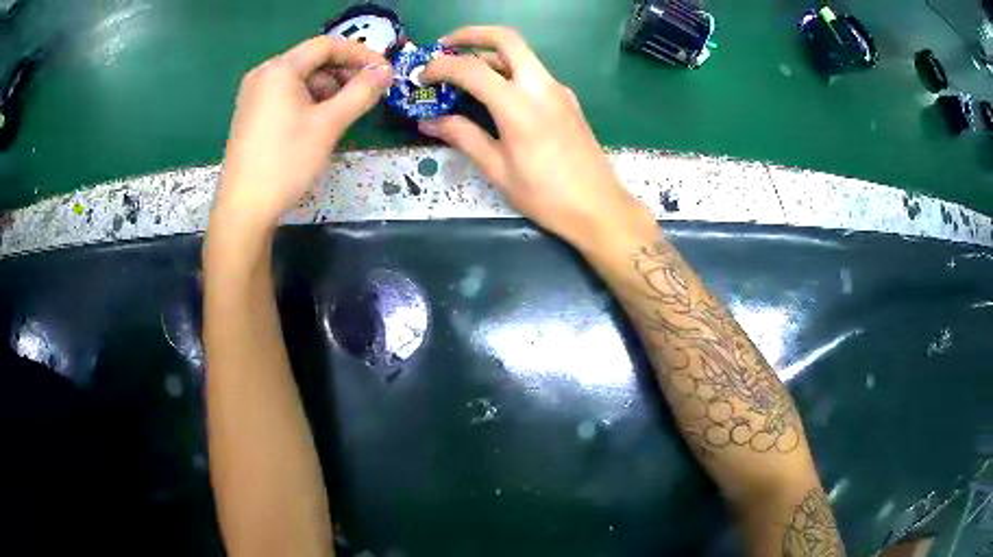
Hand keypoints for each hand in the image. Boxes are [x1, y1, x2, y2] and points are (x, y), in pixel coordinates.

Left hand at [215, 36, 392, 231]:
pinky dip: (308, 100)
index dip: (359, 53)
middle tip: (367, 92)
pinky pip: (286, 95)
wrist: (244, 209)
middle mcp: (263, 74)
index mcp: (279, 69)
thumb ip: (361, 92)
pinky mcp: (251, 114)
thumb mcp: (329, 125)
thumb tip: (386, 71)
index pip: (326, 45)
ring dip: (327, 88)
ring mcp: (254, 95)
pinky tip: (319, 121)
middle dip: (343, 72)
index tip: (383, 71)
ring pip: (300, 79)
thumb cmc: (285, 162)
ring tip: (344, 112)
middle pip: (312, 60)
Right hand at [420, 27, 655, 250]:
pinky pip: (533, 73)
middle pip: (506, 39)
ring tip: (463, 72)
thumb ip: (463, 137)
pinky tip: (495, 93)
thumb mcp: (497, 169)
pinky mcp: (567, 99)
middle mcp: (541, 86)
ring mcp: (558, 90)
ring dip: (489, 54)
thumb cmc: (545, 195)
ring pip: (521, 55)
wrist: (599, 207)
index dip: (441, 67)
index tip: (422, 76)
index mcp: (518, 105)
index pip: (471, 69)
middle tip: (445, 46)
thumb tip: (429, 122)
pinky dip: (508, 71)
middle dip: (471, 34)